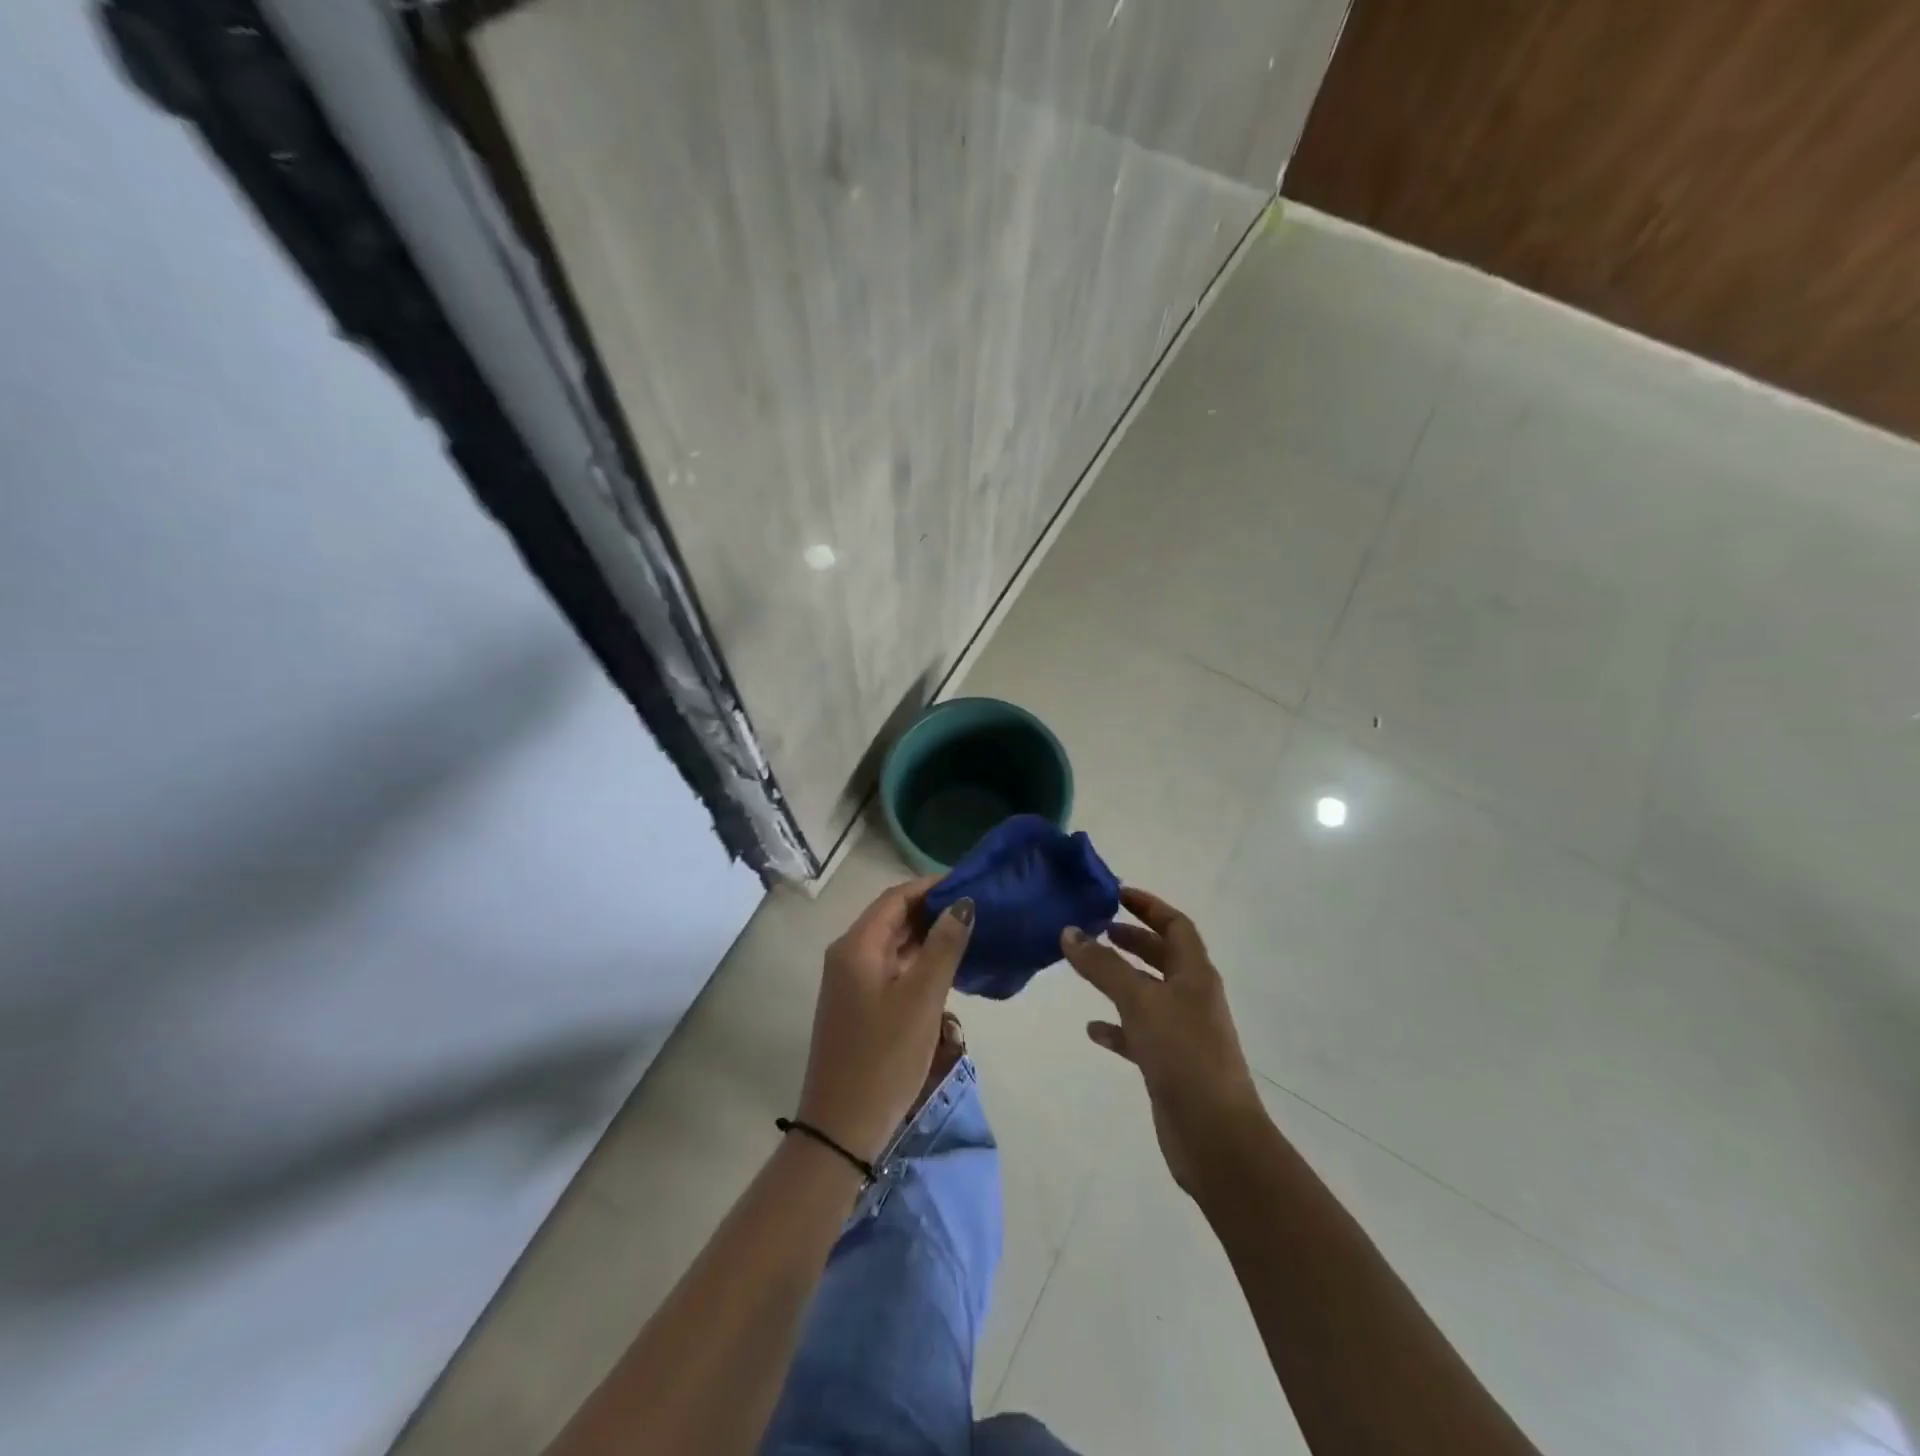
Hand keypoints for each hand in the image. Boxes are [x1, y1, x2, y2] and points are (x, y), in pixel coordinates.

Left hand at [795, 878, 973, 1164]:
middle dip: (932, 909)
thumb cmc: (884, 1057)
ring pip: (894, 944)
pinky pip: (891, 968)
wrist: (842, 1128)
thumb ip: (943, 946)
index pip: (896, 897)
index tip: (971, 883)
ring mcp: (851, 982)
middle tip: (978, 908)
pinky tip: (947, 967)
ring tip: (970, 932)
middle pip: (893, 917)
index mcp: (856, 946)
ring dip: (927, 936)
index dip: (932, 886)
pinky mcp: (859, 1005)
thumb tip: (963, 902)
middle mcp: (848, 955)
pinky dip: (918, 961)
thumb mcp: (921, 999)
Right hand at [1062, 886, 1265, 1192]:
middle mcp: (1192, 998)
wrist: (1215, 1135)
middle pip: (1163, 956)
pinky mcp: (1169, 1064)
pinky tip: (1092, 1028)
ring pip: (1148, 993)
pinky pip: (1138, 1033)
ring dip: (1120, 979)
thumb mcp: (1140, 1001)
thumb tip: (1069, 931)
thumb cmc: (1183, 1054)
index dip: (1149, 906)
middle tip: (1098, 928)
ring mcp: (1182, 1032)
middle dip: (1133, 939)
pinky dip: (1116, 1026)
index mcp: (1195, 974)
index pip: (1176, 926)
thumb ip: (1103, 966)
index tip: (1117, 894)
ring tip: (1087, 969)